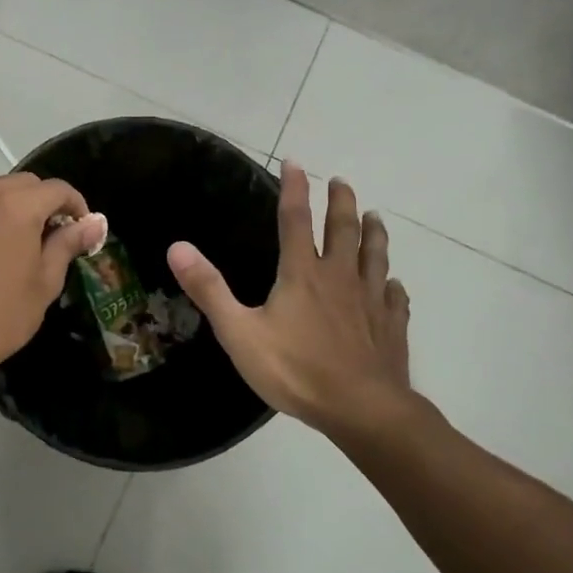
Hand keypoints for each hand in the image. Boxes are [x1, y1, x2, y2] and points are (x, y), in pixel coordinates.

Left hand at [0, 173, 107, 379]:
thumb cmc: (1, 314)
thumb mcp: (45, 281)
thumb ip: (68, 244)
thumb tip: (95, 223)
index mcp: (18, 205)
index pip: (58, 189)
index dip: (78, 206)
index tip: (85, 231)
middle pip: (29, 183)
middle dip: (48, 202)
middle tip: (59, 236)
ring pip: (0, 185)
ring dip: (20, 200)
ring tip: (28, 234)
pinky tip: (1, 239)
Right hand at [166, 163, 432, 439]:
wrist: (362, 409)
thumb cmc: (296, 370)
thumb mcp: (239, 332)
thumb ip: (209, 289)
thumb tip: (177, 247)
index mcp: (302, 274)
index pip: (296, 220)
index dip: (294, 189)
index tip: (295, 162)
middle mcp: (340, 277)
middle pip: (343, 229)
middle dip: (341, 202)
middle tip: (341, 181)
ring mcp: (371, 301)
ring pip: (376, 256)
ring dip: (374, 233)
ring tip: (376, 216)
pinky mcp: (391, 326)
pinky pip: (395, 297)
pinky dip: (393, 285)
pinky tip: (394, 284)